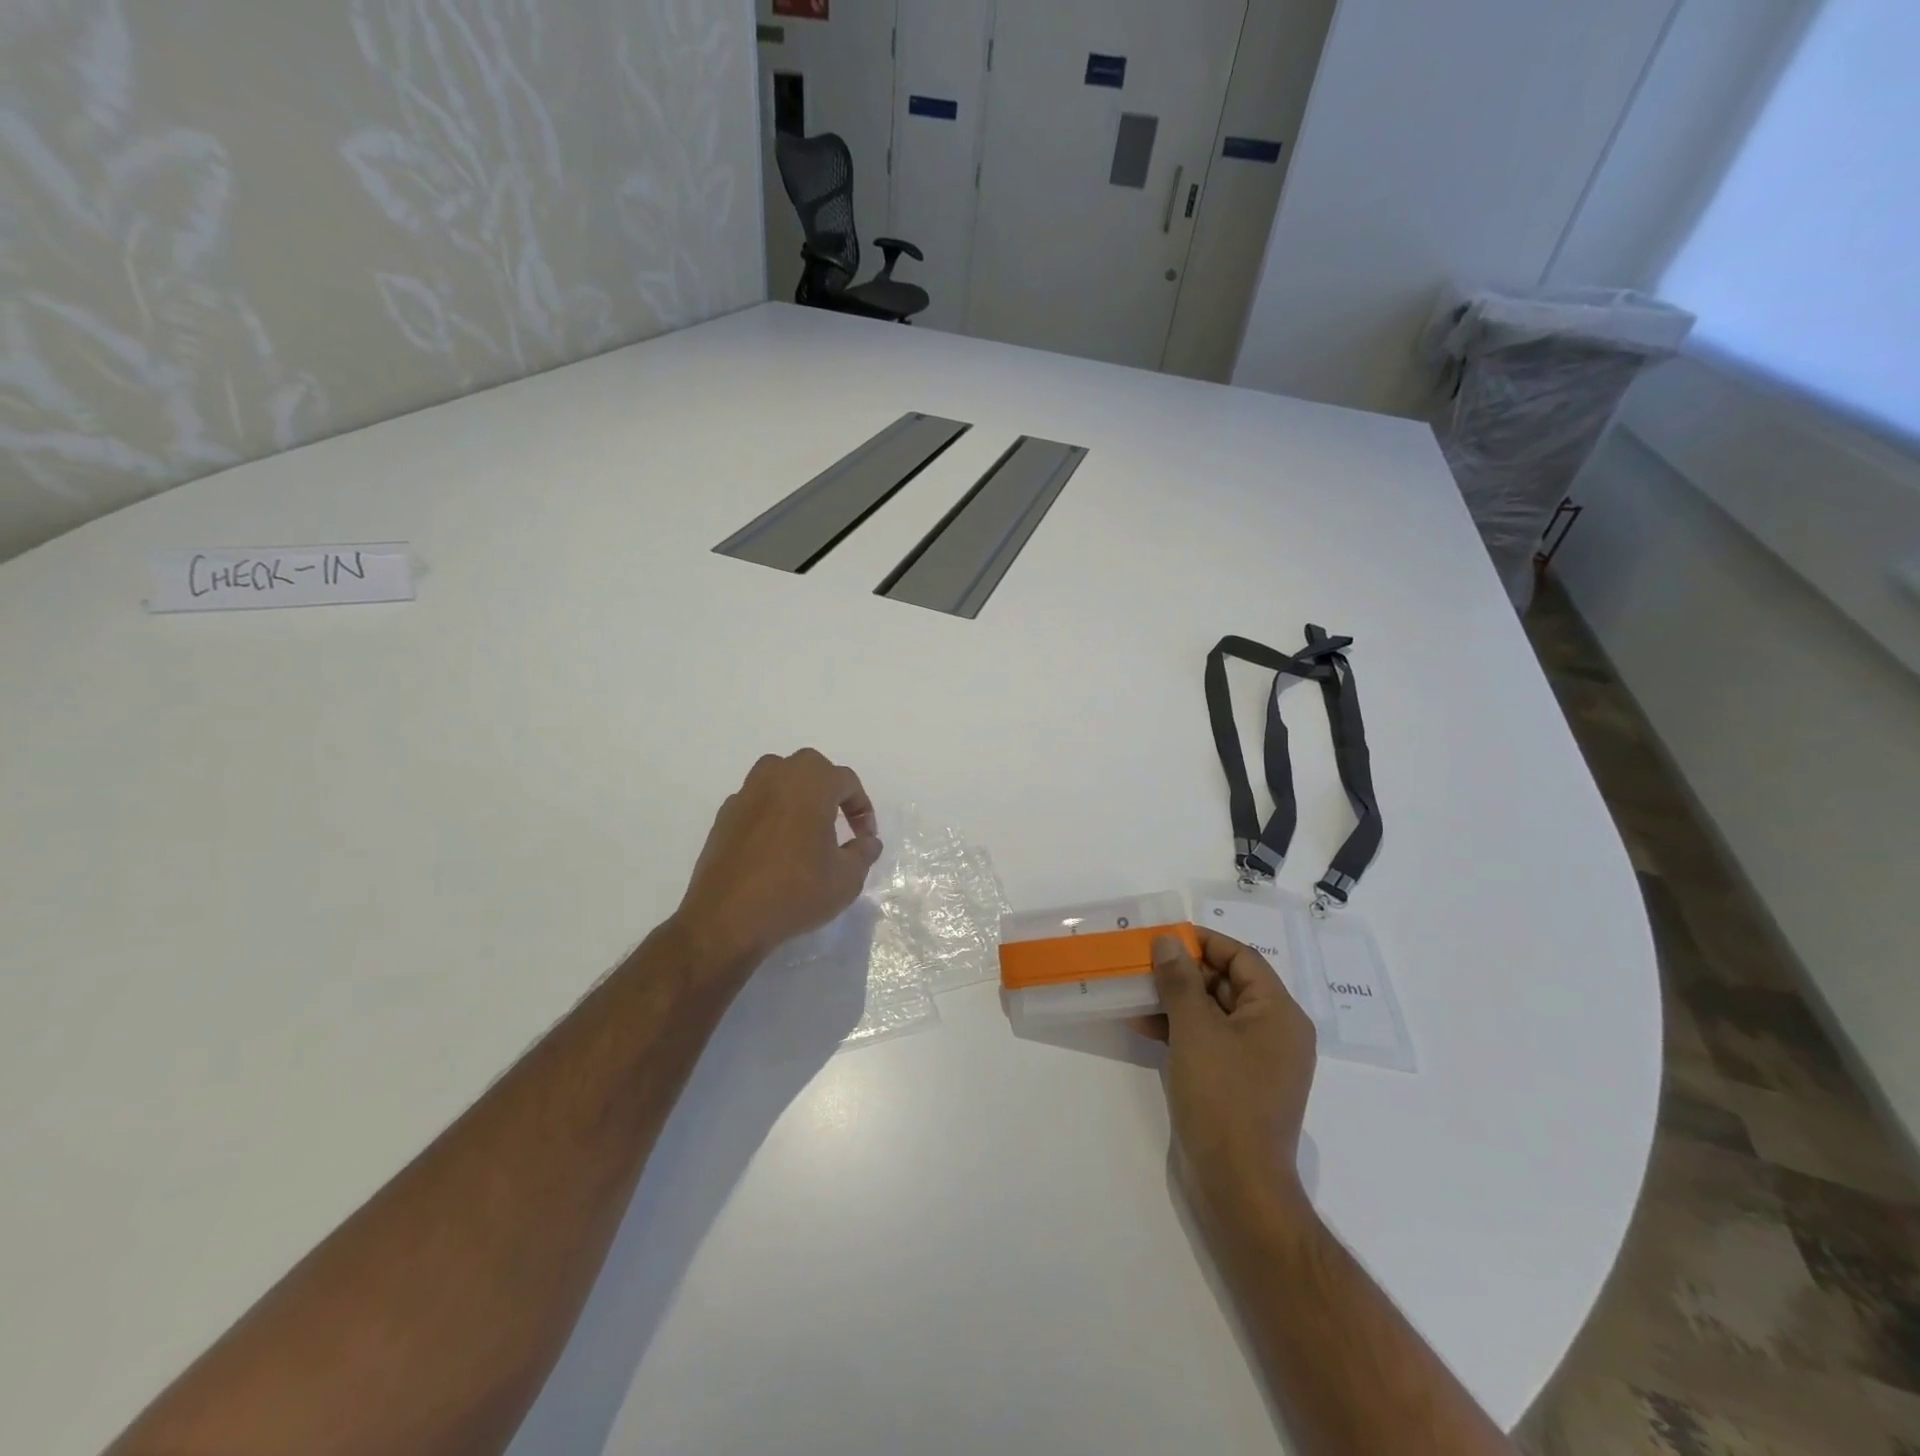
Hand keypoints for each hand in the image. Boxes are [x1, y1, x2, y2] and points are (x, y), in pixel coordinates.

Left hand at [672, 749, 882, 972]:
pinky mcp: (724, 817)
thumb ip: (863, 853)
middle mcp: (776, 777)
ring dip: (797, 795)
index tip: (865, 837)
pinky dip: (771, 814)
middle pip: (811, 768)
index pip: (846, 781)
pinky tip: (775, 847)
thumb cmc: (795, 892)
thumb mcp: (846, 879)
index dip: (862, 807)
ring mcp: (745, 795)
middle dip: (829, 790)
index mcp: (810, 783)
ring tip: (806, 828)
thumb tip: (868, 841)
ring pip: (778, 778)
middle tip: (838, 822)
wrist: (726, 919)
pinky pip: (756, 802)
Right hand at [1135, 929, 1317, 1238]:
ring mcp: (1257, 1061)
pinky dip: (1179, 1030)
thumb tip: (1168, 942)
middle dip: (1183, 972)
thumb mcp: (1195, 1029)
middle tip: (1142, 963)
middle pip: (1227, 984)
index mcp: (1278, 1013)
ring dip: (1175, 1001)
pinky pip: (1209, 1041)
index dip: (1202, 942)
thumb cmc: (1223, 1097)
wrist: (1237, 1185)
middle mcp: (1274, 1032)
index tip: (1163, 936)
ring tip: (1134, 992)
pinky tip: (1143, 1026)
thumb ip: (1179, 980)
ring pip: (1213, 1013)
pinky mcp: (1237, 1084)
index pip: (1241, 957)